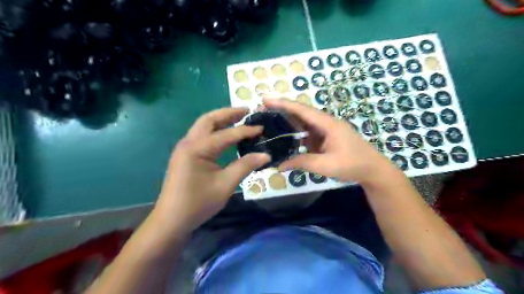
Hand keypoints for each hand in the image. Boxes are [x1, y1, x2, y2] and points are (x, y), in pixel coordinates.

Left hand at [153, 108, 269, 233]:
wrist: (171, 221)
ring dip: (220, 120)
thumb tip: (266, 155)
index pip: (226, 134)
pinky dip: (215, 130)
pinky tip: (226, 134)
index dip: (245, 130)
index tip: (261, 127)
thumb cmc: (198, 203)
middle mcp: (188, 143)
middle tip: (246, 111)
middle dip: (228, 113)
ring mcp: (184, 148)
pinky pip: (201, 136)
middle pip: (209, 120)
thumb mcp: (225, 185)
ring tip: (238, 118)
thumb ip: (245, 166)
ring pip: (203, 126)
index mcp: (197, 148)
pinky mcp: (185, 155)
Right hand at [264, 99, 398, 185]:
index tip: (266, 100)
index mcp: (327, 124)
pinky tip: (286, 138)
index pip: (302, 110)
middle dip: (282, 110)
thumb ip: (302, 163)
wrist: (372, 170)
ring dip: (288, 122)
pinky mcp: (326, 138)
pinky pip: (308, 133)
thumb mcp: (325, 165)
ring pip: (304, 123)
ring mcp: (326, 130)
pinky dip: (296, 134)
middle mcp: (326, 123)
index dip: (283, 104)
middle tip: (262, 111)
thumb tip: (279, 165)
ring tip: (270, 123)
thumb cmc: (352, 165)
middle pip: (301, 113)